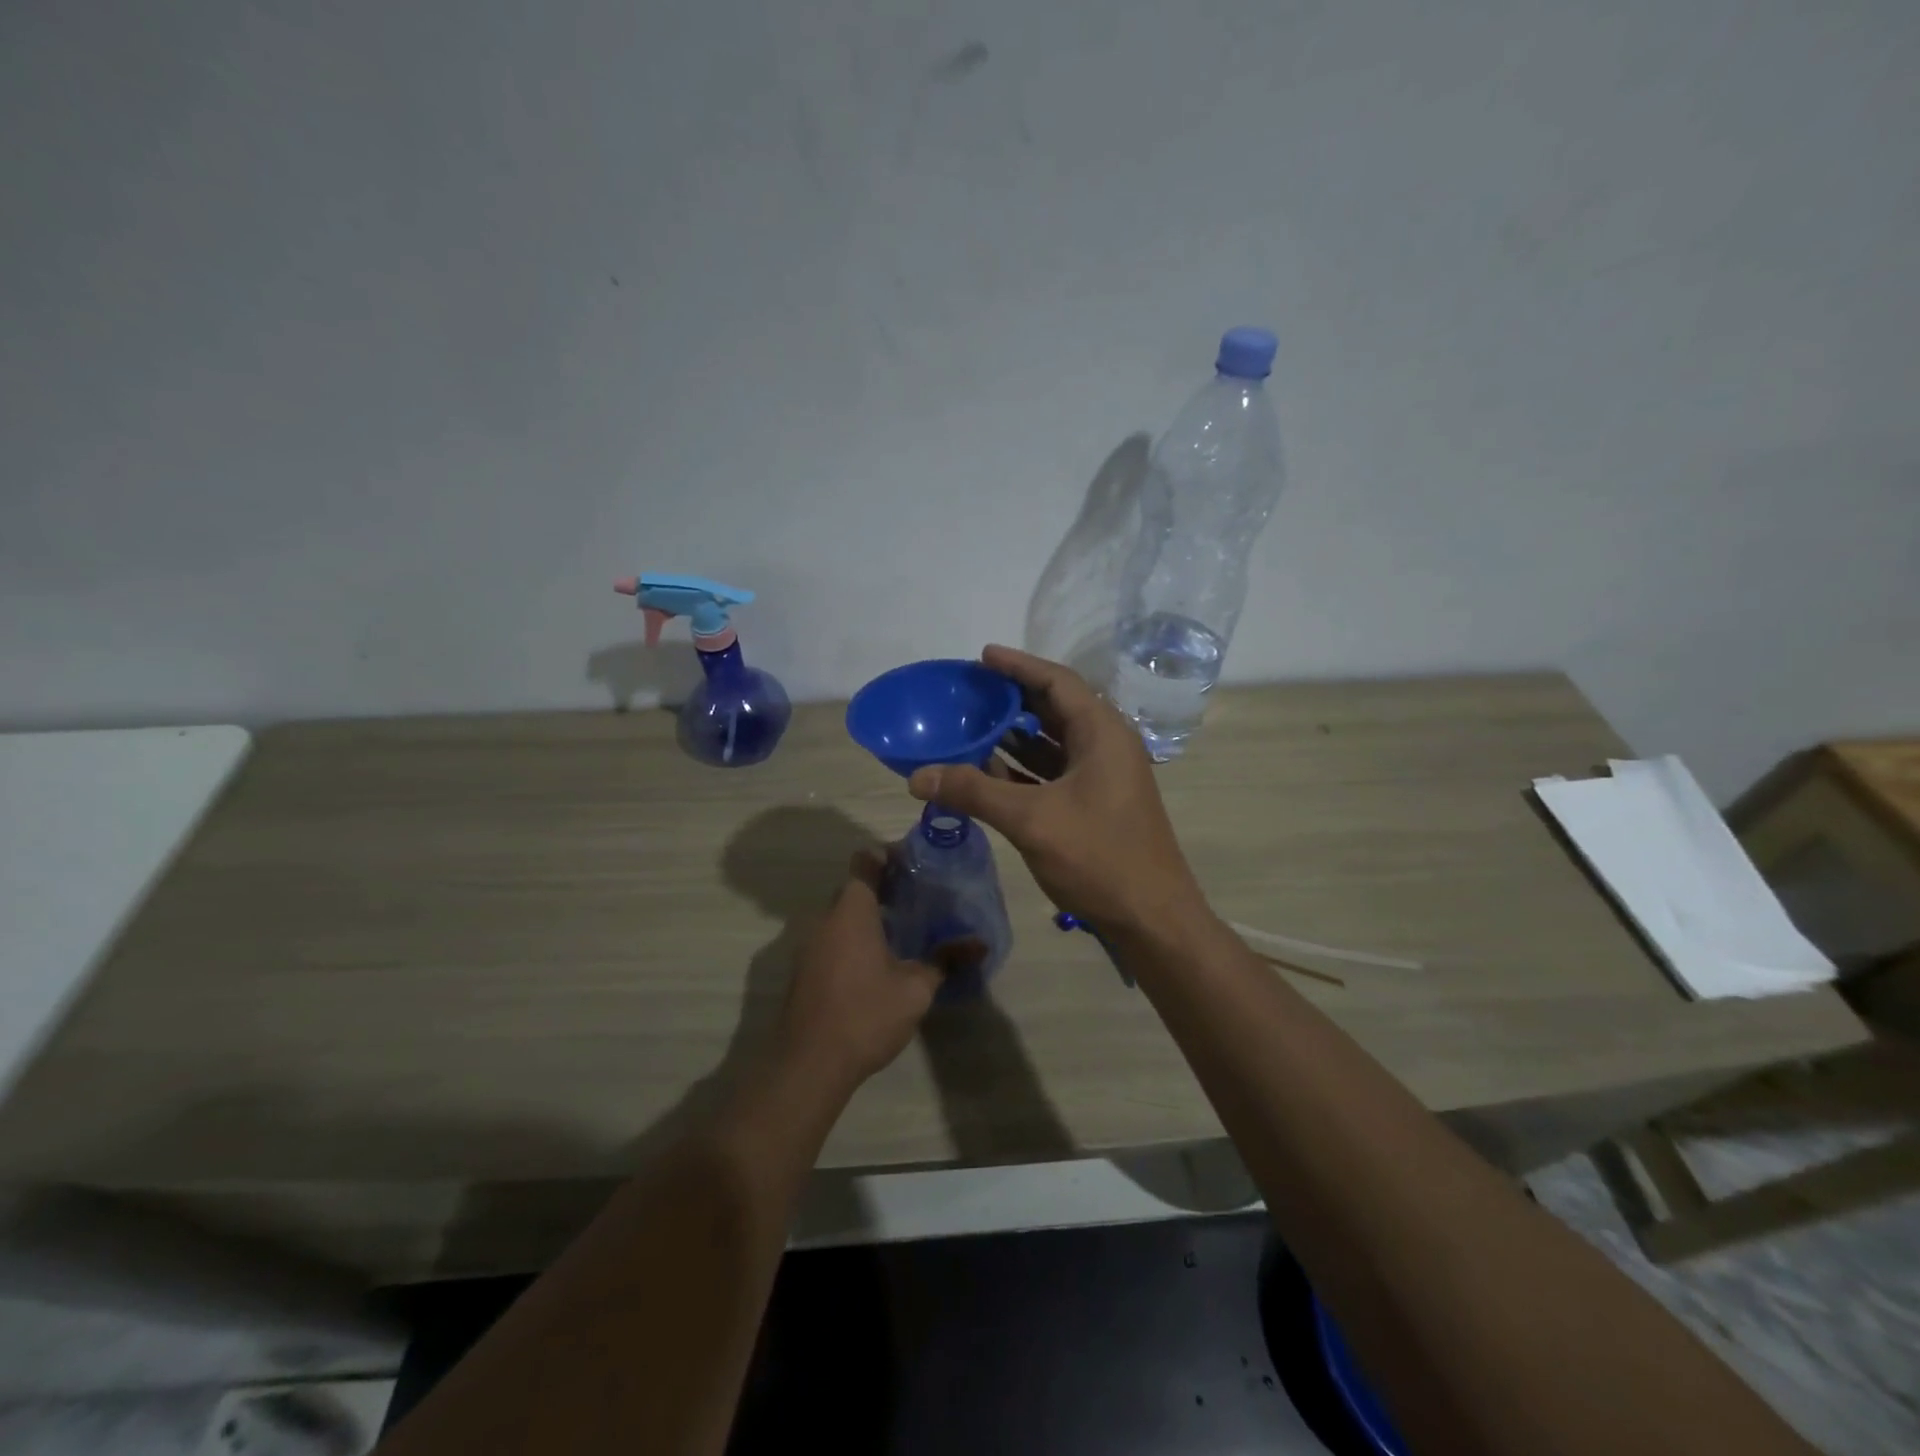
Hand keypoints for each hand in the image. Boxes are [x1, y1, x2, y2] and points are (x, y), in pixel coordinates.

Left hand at [776, 855, 960, 1087]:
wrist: (810, 1063)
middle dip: (882, 889)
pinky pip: (831, 939)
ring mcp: (810, 945)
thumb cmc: (866, 1014)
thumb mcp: (916, 988)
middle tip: (916, 898)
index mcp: (852, 911)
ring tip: (901, 930)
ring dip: (866, 917)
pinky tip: (876, 962)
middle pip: (853, 889)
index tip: (913, 865)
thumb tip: (980, 944)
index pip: (864, 863)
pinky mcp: (804, 970)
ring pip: (840, 916)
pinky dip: (852, 939)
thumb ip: (945, 960)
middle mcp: (825, 919)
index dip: (887, 858)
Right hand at [907, 645, 1207, 936]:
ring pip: (1054, 743)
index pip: (1057, 682)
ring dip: (1015, 735)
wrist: (1151, 918)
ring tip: (972, 726)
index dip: (1018, 666)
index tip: (982, 656)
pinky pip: (1054, 772)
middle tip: (971, 691)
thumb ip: (974, 792)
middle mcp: (1106, 746)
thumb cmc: (1099, 857)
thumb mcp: (1032, 820)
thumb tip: (917, 776)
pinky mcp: (1096, 804)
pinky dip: (1023, 768)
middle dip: (1013, 699)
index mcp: (1102, 733)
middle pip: (1055, 708)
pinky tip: (989, 772)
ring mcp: (1103, 777)